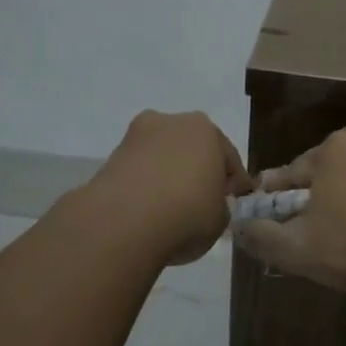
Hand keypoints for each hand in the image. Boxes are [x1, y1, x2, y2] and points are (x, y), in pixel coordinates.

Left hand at [89, 111, 250, 266]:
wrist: (124, 223)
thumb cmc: (187, 213)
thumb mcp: (221, 218)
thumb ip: (220, 205)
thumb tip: (210, 204)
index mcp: (206, 130)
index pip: (228, 157)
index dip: (234, 182)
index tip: (234, 201)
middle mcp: (171, 122)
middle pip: (192, 149)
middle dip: (198, 170)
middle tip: (203, 200)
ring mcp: (137, 137)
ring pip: (163, 156)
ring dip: (169, 175)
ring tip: (171, 207)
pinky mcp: (110, 157)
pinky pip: (140, 171)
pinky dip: (146, 185)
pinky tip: (148, 209)